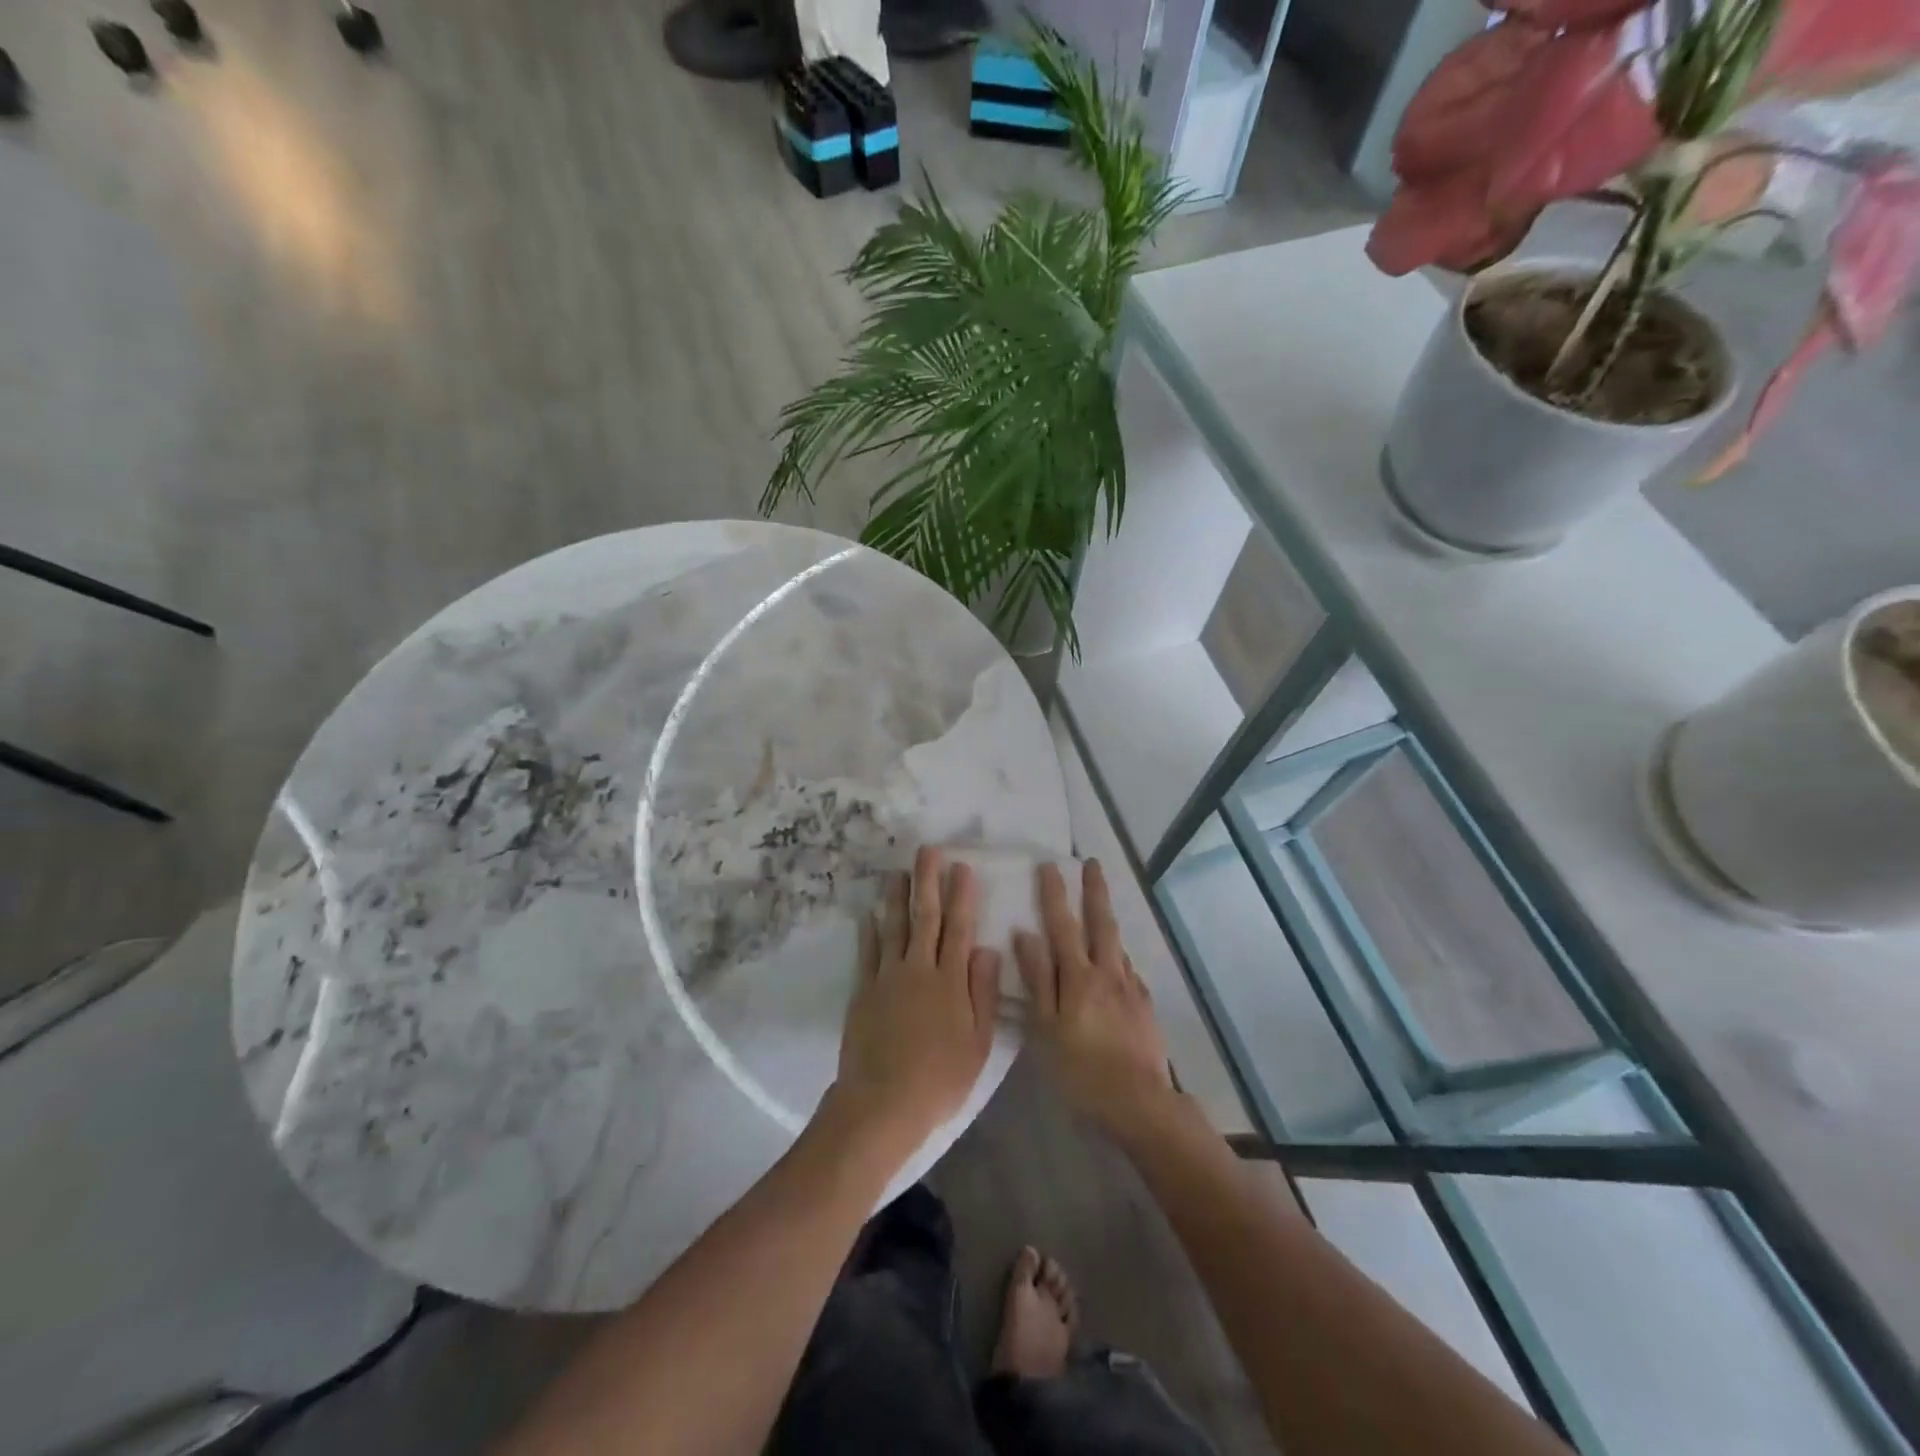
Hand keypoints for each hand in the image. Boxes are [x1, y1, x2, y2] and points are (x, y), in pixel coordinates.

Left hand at [830, 847, 1002, 1156]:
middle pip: (926, 918)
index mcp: (950, 982)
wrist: (883, 1103)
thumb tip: (988, 949)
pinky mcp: (863, 991)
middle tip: (928, 851)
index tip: (962, 867)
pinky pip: (867, 953)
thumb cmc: (939, 1079)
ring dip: (897, 897)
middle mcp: (919, 970)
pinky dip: (868, 931)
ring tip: (898, 871)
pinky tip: (869, 913)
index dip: (962, 896)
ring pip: (893, 927)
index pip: (959, 929)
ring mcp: (887, 978)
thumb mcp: (977, 1043)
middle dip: (928, 881)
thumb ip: (983, 993)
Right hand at [1015, 860, 1173, 1137]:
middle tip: (1092, 863)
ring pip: (1118, 944)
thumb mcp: (1045, 1028)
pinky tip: (1117, 962)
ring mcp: (1130, 988)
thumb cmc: (1080, 1069)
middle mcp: (1107, 972)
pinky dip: (1119, 956)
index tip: (1049, 865)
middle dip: (1094, 891)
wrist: (1139, 1102)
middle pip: (1101, 923)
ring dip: (1108, 919)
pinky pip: (1129, 970)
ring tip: (1102, 905)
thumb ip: (1037, 979)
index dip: (1054, 894)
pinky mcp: (1145, 1006)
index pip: (1062, 925)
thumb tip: (1025, 934)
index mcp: (1078, 977)